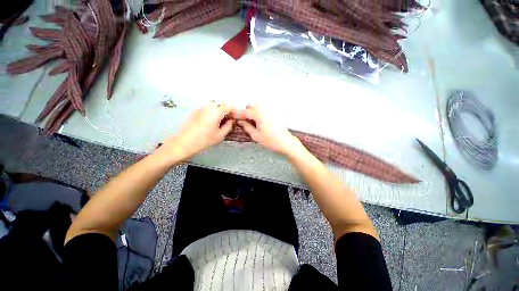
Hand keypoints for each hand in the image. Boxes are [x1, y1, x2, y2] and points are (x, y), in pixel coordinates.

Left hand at [157, 103, 236, 162]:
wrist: (184, 143)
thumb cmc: (205, 140)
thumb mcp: (220, 135)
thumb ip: (228, 126)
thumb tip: (232, 121)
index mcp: (216, 112)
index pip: (229, 106)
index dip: (234, 112)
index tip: (235, 119)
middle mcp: (208, 107)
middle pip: (221, 104)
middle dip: (227, 110)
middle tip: (229, 120)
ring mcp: (201, 108)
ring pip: (214, 105)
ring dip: (220, 111)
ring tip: (221, 121)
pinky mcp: (196, 111)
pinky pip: (207, 108)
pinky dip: (213, 112)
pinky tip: (212, 122)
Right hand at [237, 105, 304, 155]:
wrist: (286, 142)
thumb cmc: (270, 140)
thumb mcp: (255, 135)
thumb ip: (246, 127)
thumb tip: (240, 122)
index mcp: (258, 114)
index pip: (245, 112)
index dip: (237, 115)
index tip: (232, 117)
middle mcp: (264, 109)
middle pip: (251, 106)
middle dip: (246, 112)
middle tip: (244, 122)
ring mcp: (270, 111)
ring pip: (257, 107)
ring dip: (252, 112)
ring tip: (252, 123)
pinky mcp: (274, 114)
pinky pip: (263, 111)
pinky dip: (258, 114)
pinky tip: (259, 123)